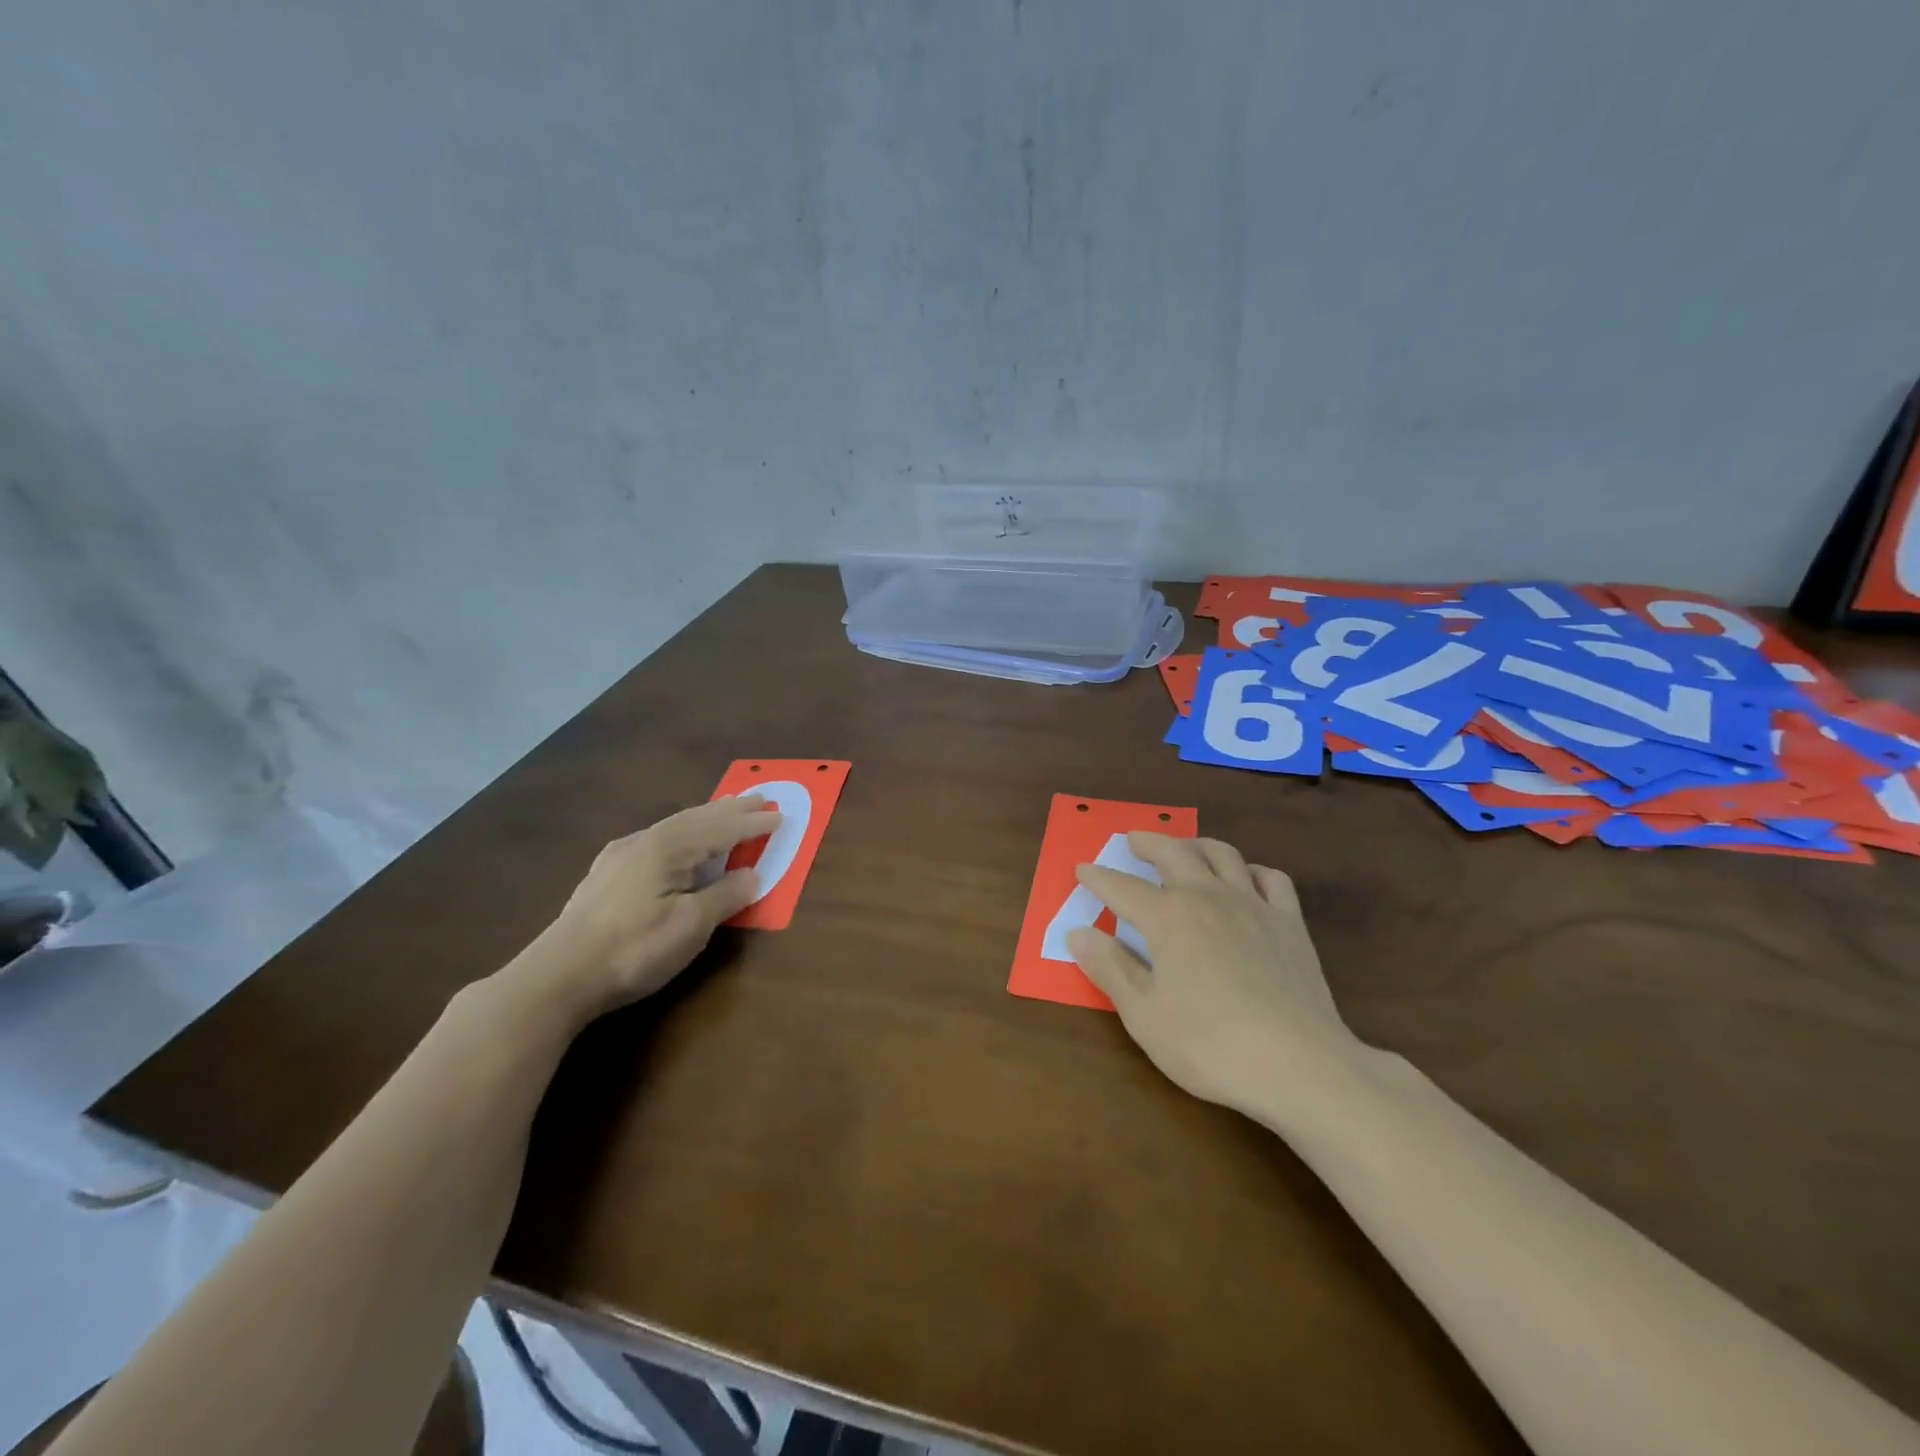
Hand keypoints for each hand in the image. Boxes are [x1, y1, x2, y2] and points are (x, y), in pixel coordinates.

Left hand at [512, 795, 780, 1022]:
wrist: (557, 977)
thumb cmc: (633, 949)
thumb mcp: (690, 926)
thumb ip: (725, 896)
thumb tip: (753, 874)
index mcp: (667, 848)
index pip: (721, 829)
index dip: (752, 825)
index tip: (780, 816)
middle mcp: (644, 841)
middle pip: (697, 818)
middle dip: (731, 810)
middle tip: (760, 799)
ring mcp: (620, 856)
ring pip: (674, 826)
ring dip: (706, 817)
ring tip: (725, 811)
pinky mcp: (606, 874)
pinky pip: (657, 838)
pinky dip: (683, 832)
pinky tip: (676, 840)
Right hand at [1068, 833, 1365, 1110]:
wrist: (1299, 1065)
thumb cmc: (1209, 1045)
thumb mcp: (1144, 1015)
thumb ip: (1110, 968)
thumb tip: (1078, 932)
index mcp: (1168, 918)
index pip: (1123, 888)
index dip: (1099, 878)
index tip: (1083, 869)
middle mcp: (1208, 898)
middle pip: (1174, 854)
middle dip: (1149, 843)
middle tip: (1133, 840)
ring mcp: (1254, 907)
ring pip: (1223, 855)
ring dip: (1197, 845)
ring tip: (1185, 847)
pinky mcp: (1291, 925)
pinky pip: (1272, 879)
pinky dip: (1252, 871)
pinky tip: (1246, 880)